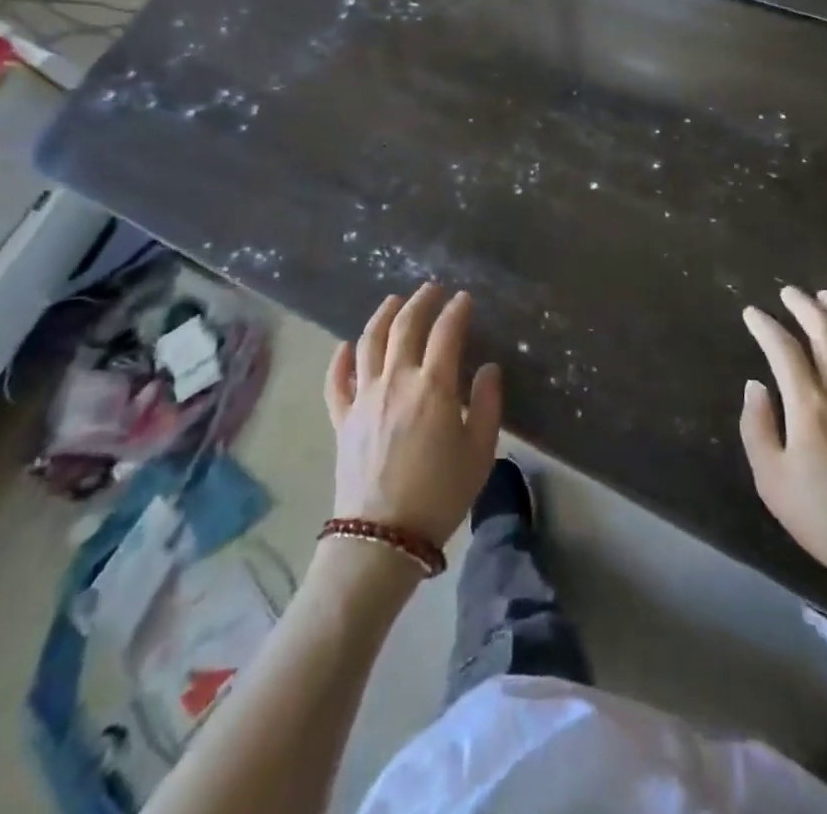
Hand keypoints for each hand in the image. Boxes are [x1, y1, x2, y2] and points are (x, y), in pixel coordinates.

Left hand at [324, 284, 502, 547]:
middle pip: (405, 326)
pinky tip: (346, 346)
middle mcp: (395, 380)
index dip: (457, 310)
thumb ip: (487, 404)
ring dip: (382, 315)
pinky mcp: (342, 418)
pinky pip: (337, 380)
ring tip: (393, 301)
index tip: (465, 299)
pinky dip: (340, 358)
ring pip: (369, 342)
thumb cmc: (440, 494)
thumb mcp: (480, 451)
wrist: (382, 537)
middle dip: (420, 301)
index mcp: (433, 386)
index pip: (446, 332)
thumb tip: (489, 368)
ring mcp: (364, 397)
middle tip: (431, 289)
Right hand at [739, 286, 826, 631]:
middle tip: (788, 292)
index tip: (751, 313)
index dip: (765, 327)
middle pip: (826, 333)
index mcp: (810, 405)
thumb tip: (755, 386)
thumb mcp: (772, 479)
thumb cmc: (824, 517)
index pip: (784, 349)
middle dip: (804, 307)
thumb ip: (757, 427)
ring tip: (825, 297)